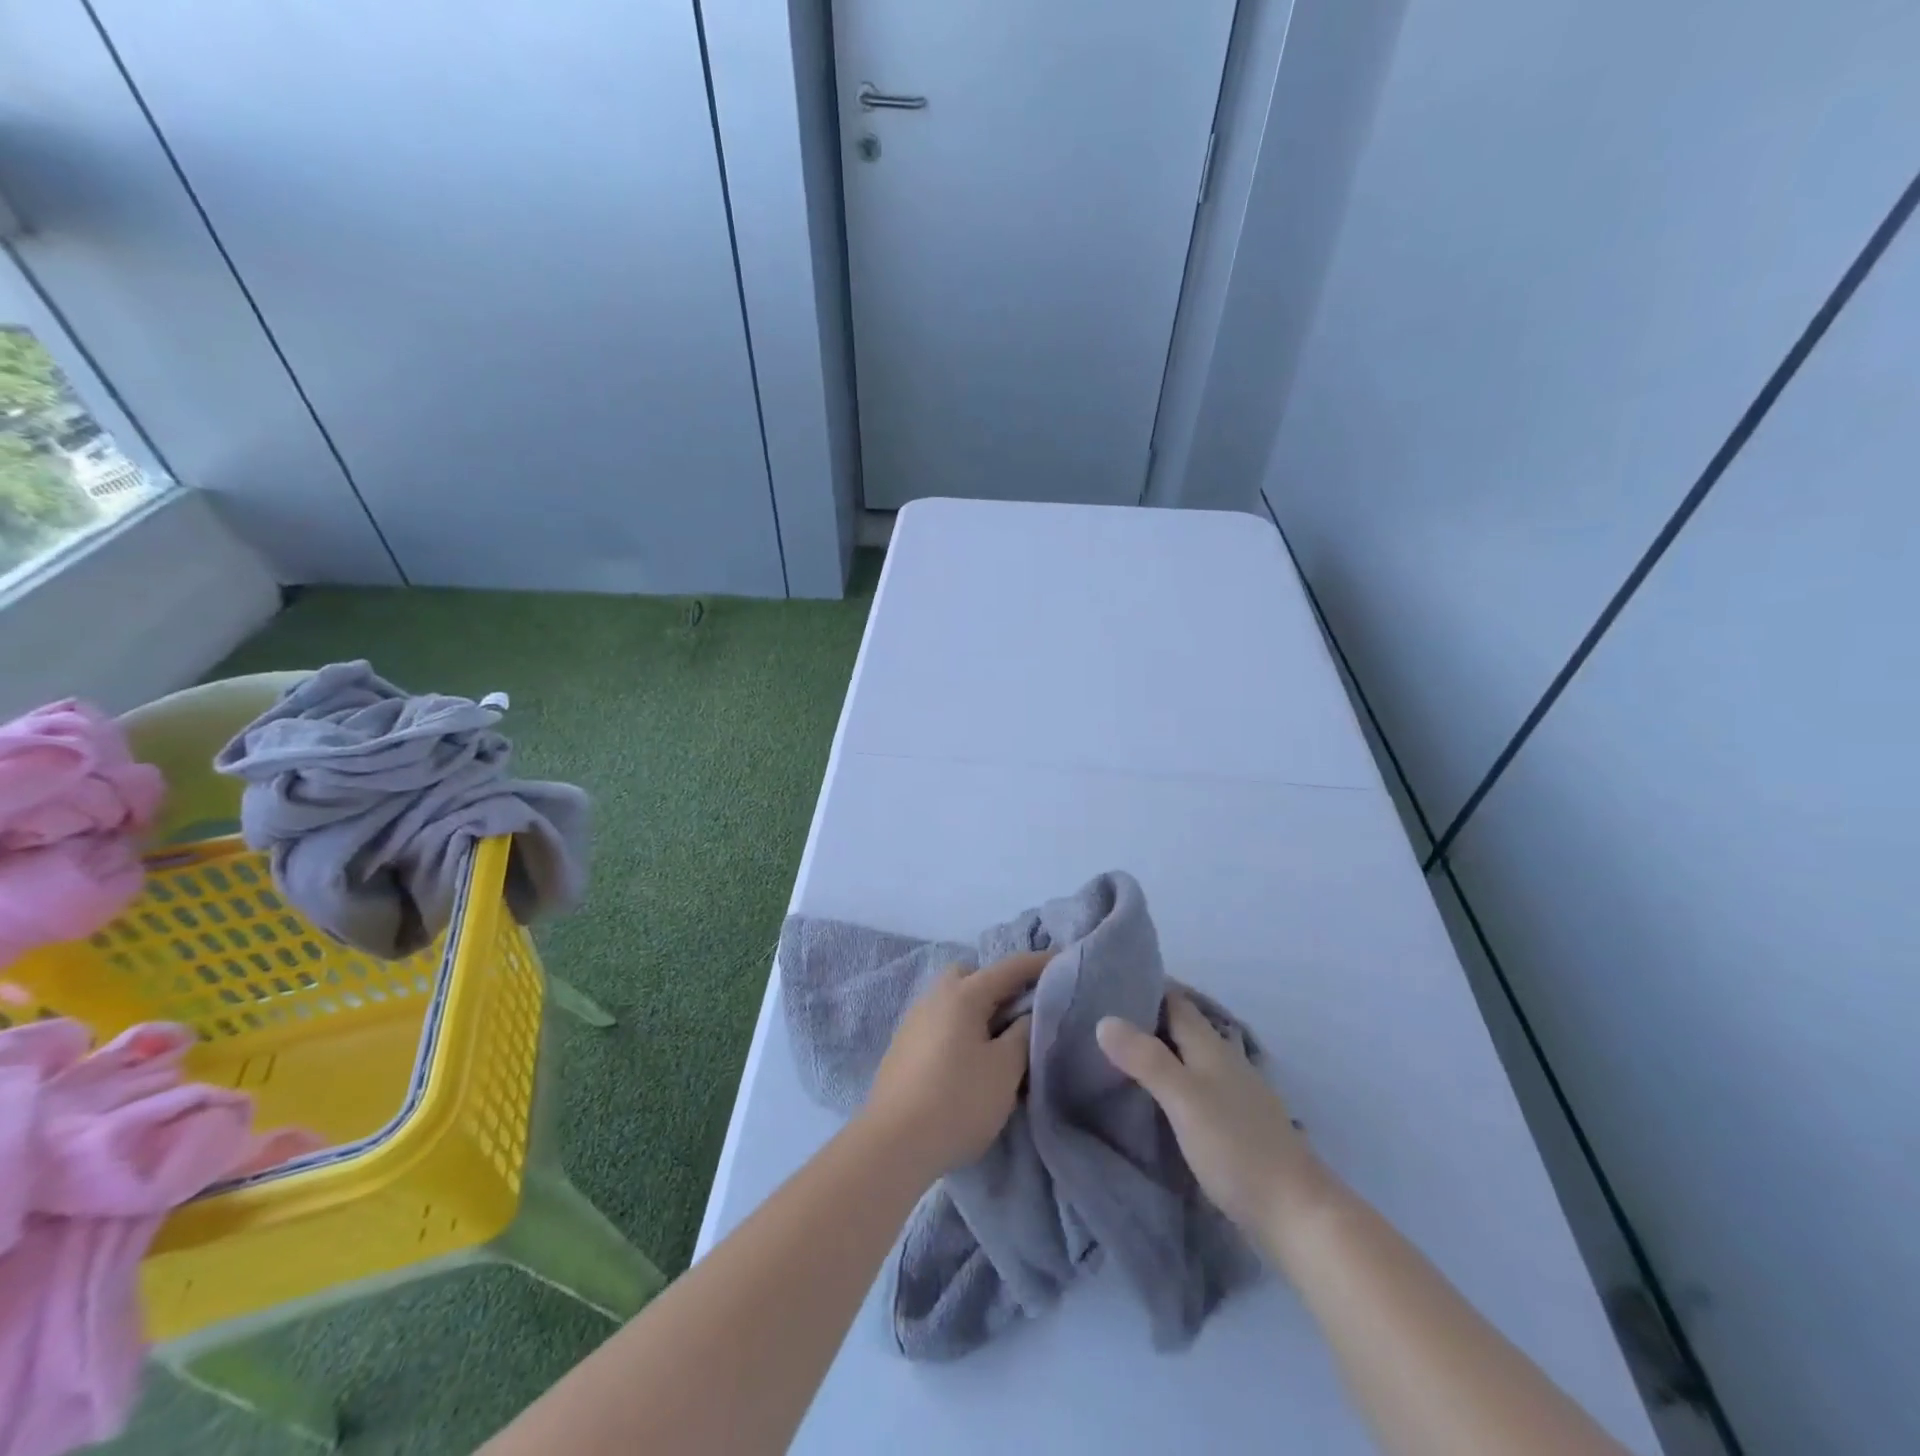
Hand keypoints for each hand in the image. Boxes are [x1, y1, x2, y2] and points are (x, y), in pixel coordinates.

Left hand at [863, 951, 1047, 1180]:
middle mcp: (935, 997)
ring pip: (953, 999)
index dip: (1038, 963)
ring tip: (1000, 1039)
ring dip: (978, 1009)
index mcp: (962, 994)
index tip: (1063, 961)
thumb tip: (1027, 1015)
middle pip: (972, 975)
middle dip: (999, 984)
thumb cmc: (958, 1101)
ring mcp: (914, 1021)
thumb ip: (1023, 1034)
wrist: (893, 1144)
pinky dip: (960, 1028)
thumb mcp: (1005, 1069)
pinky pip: (941, 1022)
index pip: (1008, 967)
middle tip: (1023, 1009)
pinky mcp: (903, 1047)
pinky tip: (970, 1058)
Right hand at [1097, 991, 1330, 1240]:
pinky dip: (1171, 1084)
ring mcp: (1234, 1094)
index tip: (1107, 985)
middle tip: (1101, 1022)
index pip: (1175, 1001)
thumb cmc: (1237, 1148)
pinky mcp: (1236, 1125)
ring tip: (1117, 1059)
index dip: (1145, 988)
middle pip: (1182, 1028)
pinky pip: (1195, 1088)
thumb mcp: (1184, 1100)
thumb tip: (1104, 1020)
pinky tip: (1153, 1100)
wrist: (1297, 1214)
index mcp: (1211, 1047)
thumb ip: (1146, 1060)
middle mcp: (1224, 1062)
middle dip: (1146, 1020)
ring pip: (1188, 1059)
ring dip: (1158, 1053)